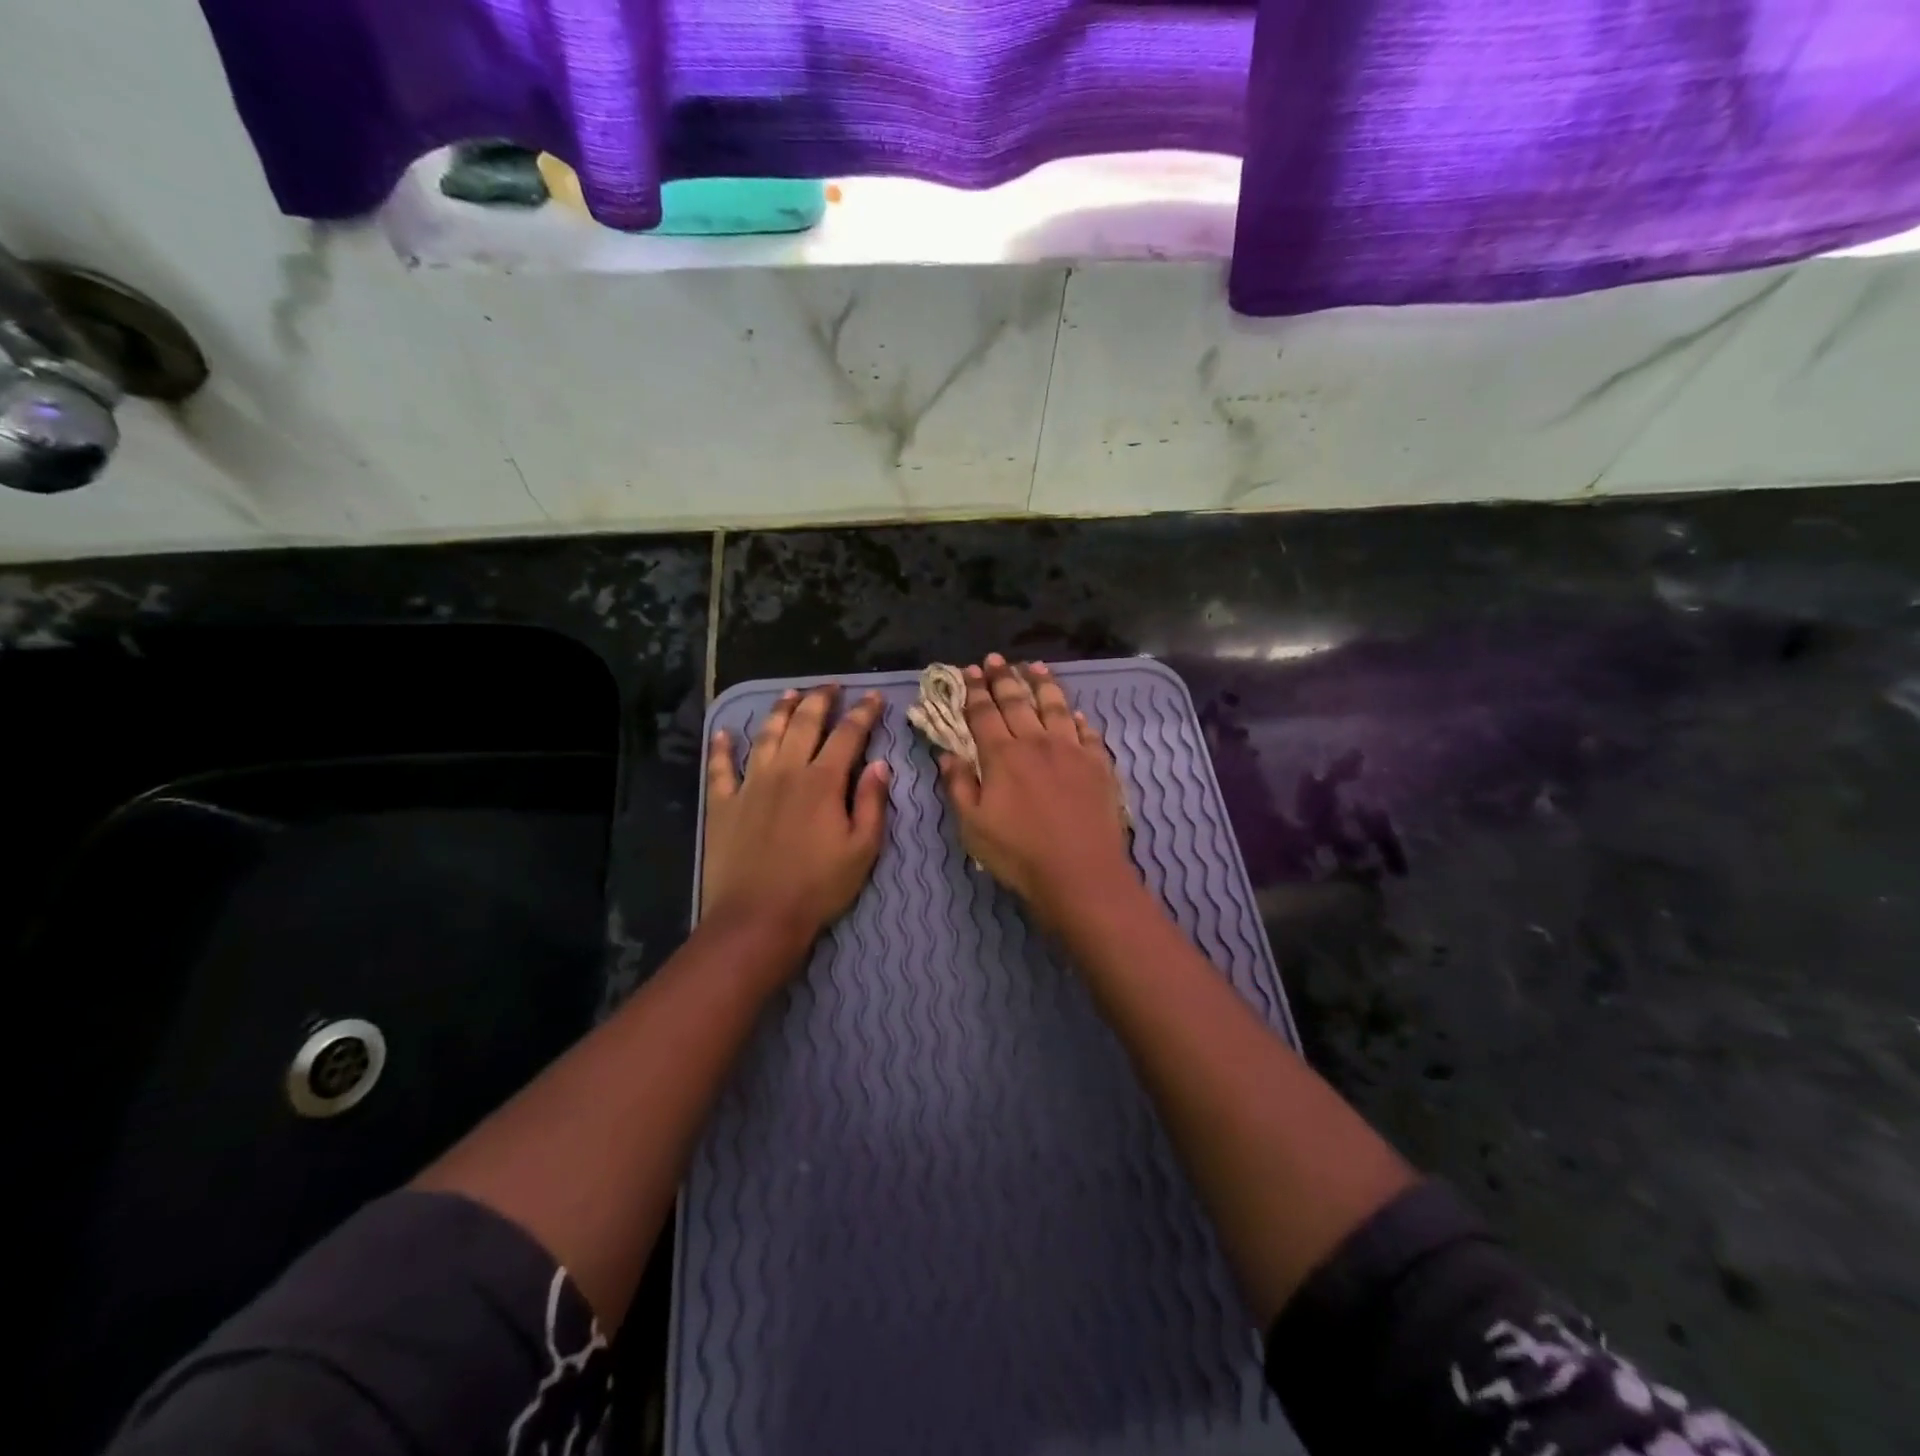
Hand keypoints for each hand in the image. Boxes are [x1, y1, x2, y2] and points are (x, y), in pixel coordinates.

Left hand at [703, 686, 890, 959]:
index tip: (874, 697)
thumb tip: (881, 764)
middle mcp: (786, 771)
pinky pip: (720, 767)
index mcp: (823, 781)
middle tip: (831, 686)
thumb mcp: (862, 849)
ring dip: (779, 711)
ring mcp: (750, 784)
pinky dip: (722, 747)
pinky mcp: (723, 804)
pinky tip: (724, 732)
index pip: (848, 735)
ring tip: (789, 693)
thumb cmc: (819, 886)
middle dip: (820, 699)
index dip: (863, 713)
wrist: (758, 917)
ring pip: (766, 735)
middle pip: (804, 723)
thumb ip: (873, 802)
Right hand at [937, 654, 1134, 929]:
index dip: (975, 692)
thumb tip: (947, 754)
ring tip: (1035, 667)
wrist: (1081, 873)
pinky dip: (1078, 718)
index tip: (969, 671)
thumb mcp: (973, 826)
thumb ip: (958, 785)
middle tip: (995, 659)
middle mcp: (1037, 742)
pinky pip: (1087, 732)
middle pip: (1018, 702)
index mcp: (1003, 755)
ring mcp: (1072, 750)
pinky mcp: (1099, 764)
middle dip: (1004, 678)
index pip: (984, 714)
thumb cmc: (1019, 854)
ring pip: (1055, 707)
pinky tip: (1075, 713)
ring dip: (1043, 685)